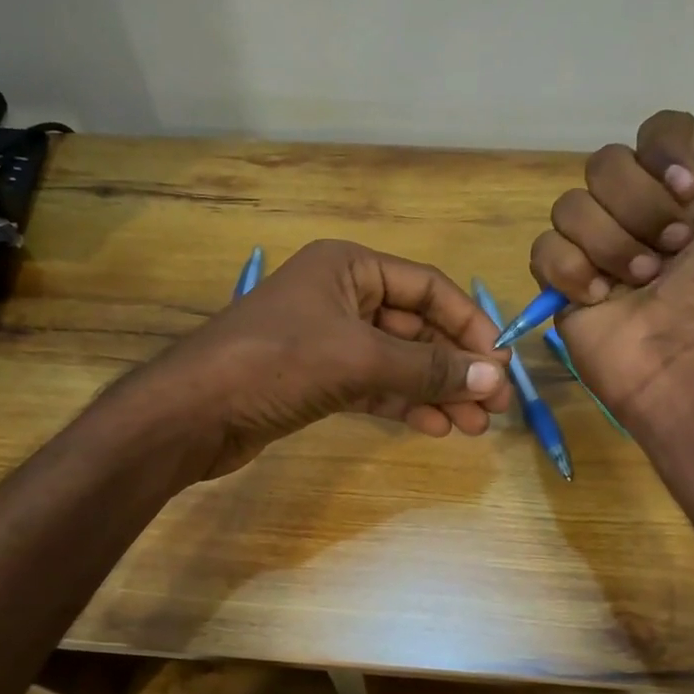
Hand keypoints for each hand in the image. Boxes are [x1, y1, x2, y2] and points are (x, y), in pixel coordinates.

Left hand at [138, 239, 512, 477]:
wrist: (193, 413)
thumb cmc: (275, 363)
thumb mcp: (358, 358)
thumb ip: (428, 368)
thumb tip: (495, 377)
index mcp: (349, 266)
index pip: (428, 289)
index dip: (469, 324)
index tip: (500, 365)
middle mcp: (341, 296)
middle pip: (416, 327)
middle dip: (455, 366)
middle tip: (495, 405)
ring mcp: (328, 339)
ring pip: (397, 361)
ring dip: (436, 390)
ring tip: (475, 425)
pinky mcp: (317, 379)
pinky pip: (374, 385)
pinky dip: (404, 403)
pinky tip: (436, 426)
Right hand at [528, 90, 693, 421]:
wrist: (693, 361)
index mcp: (685, 190)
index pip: (657, 131)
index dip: (665, 153)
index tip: (690, 191)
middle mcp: (636, 210)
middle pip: (606, 163)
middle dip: (640, 208)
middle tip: (671, 252)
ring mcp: (594, 246)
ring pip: (570, 205)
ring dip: (612, 246)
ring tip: (641, 283)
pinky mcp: (560, 281)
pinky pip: (544, 249)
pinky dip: (573, 273)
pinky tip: (601, 299)